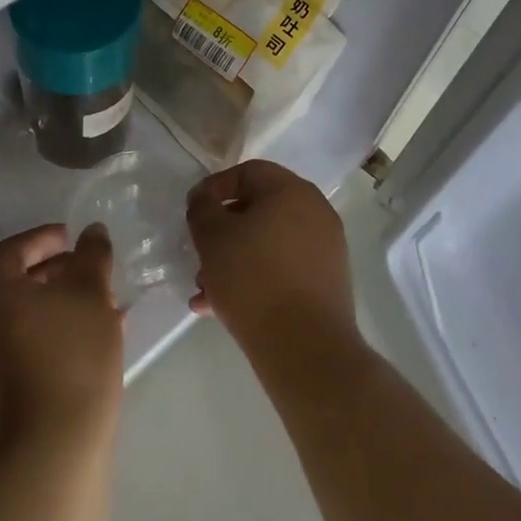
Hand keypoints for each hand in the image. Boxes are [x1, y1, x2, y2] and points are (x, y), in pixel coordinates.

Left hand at [0, 225, 123, 450]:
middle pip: (14, 285)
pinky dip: (54, 335)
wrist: (54, 449)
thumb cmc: (72, 355)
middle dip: (55, 273)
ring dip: (59, 306)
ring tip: (101, 307)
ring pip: (23, 319)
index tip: (72, 239)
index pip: (9, 251)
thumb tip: (92, 232)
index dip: (41, 239)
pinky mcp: (0, 397)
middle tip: (89, 271)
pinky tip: (92, 343)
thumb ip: (91, 256)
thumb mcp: (91, 294)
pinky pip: (26, 348)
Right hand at [185, 161, 356, 360]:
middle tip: (199, 255)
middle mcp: (315, 212)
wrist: (306, 348)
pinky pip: (283, 269)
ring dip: (234, 260)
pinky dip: (256, 279)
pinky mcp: (327, 282)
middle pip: (258, 210)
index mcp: (292, 191)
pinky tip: (223, 308)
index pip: (248, 172)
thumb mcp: (213, 237)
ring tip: (205, 291)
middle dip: (223, 232)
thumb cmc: (253, 279)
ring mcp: (325, 248)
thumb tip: (204, 198)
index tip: (193, 213)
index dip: (215, 188)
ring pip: (268, 243)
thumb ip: (202, 208)